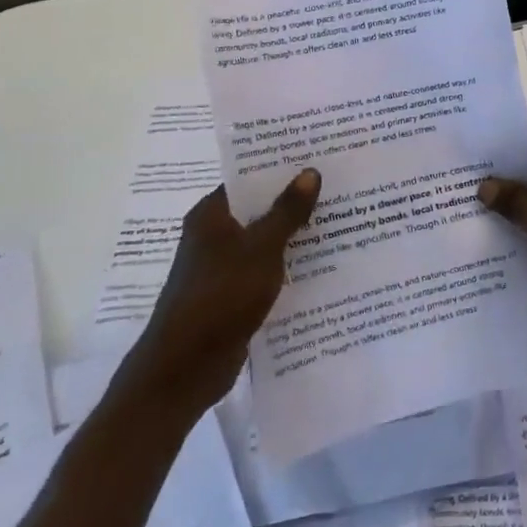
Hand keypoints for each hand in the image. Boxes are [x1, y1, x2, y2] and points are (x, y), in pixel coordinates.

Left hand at [116, 170, 320, 413]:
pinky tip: (322, 266)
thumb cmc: (220, 297)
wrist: (185, 368)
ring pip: (265, 242)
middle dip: (295, 202)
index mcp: (211, 216)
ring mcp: (221, 268)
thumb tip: (310, 172)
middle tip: (340, 188)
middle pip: (259, 210)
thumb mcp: (261, 249)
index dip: (281, 169)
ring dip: (295, 236)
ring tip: (341, 222)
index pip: (248, 180)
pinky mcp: (232, 296)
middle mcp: (213, 236)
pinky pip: (266, 271)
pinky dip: (288, 267)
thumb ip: (287, 211)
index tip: (318, 159)